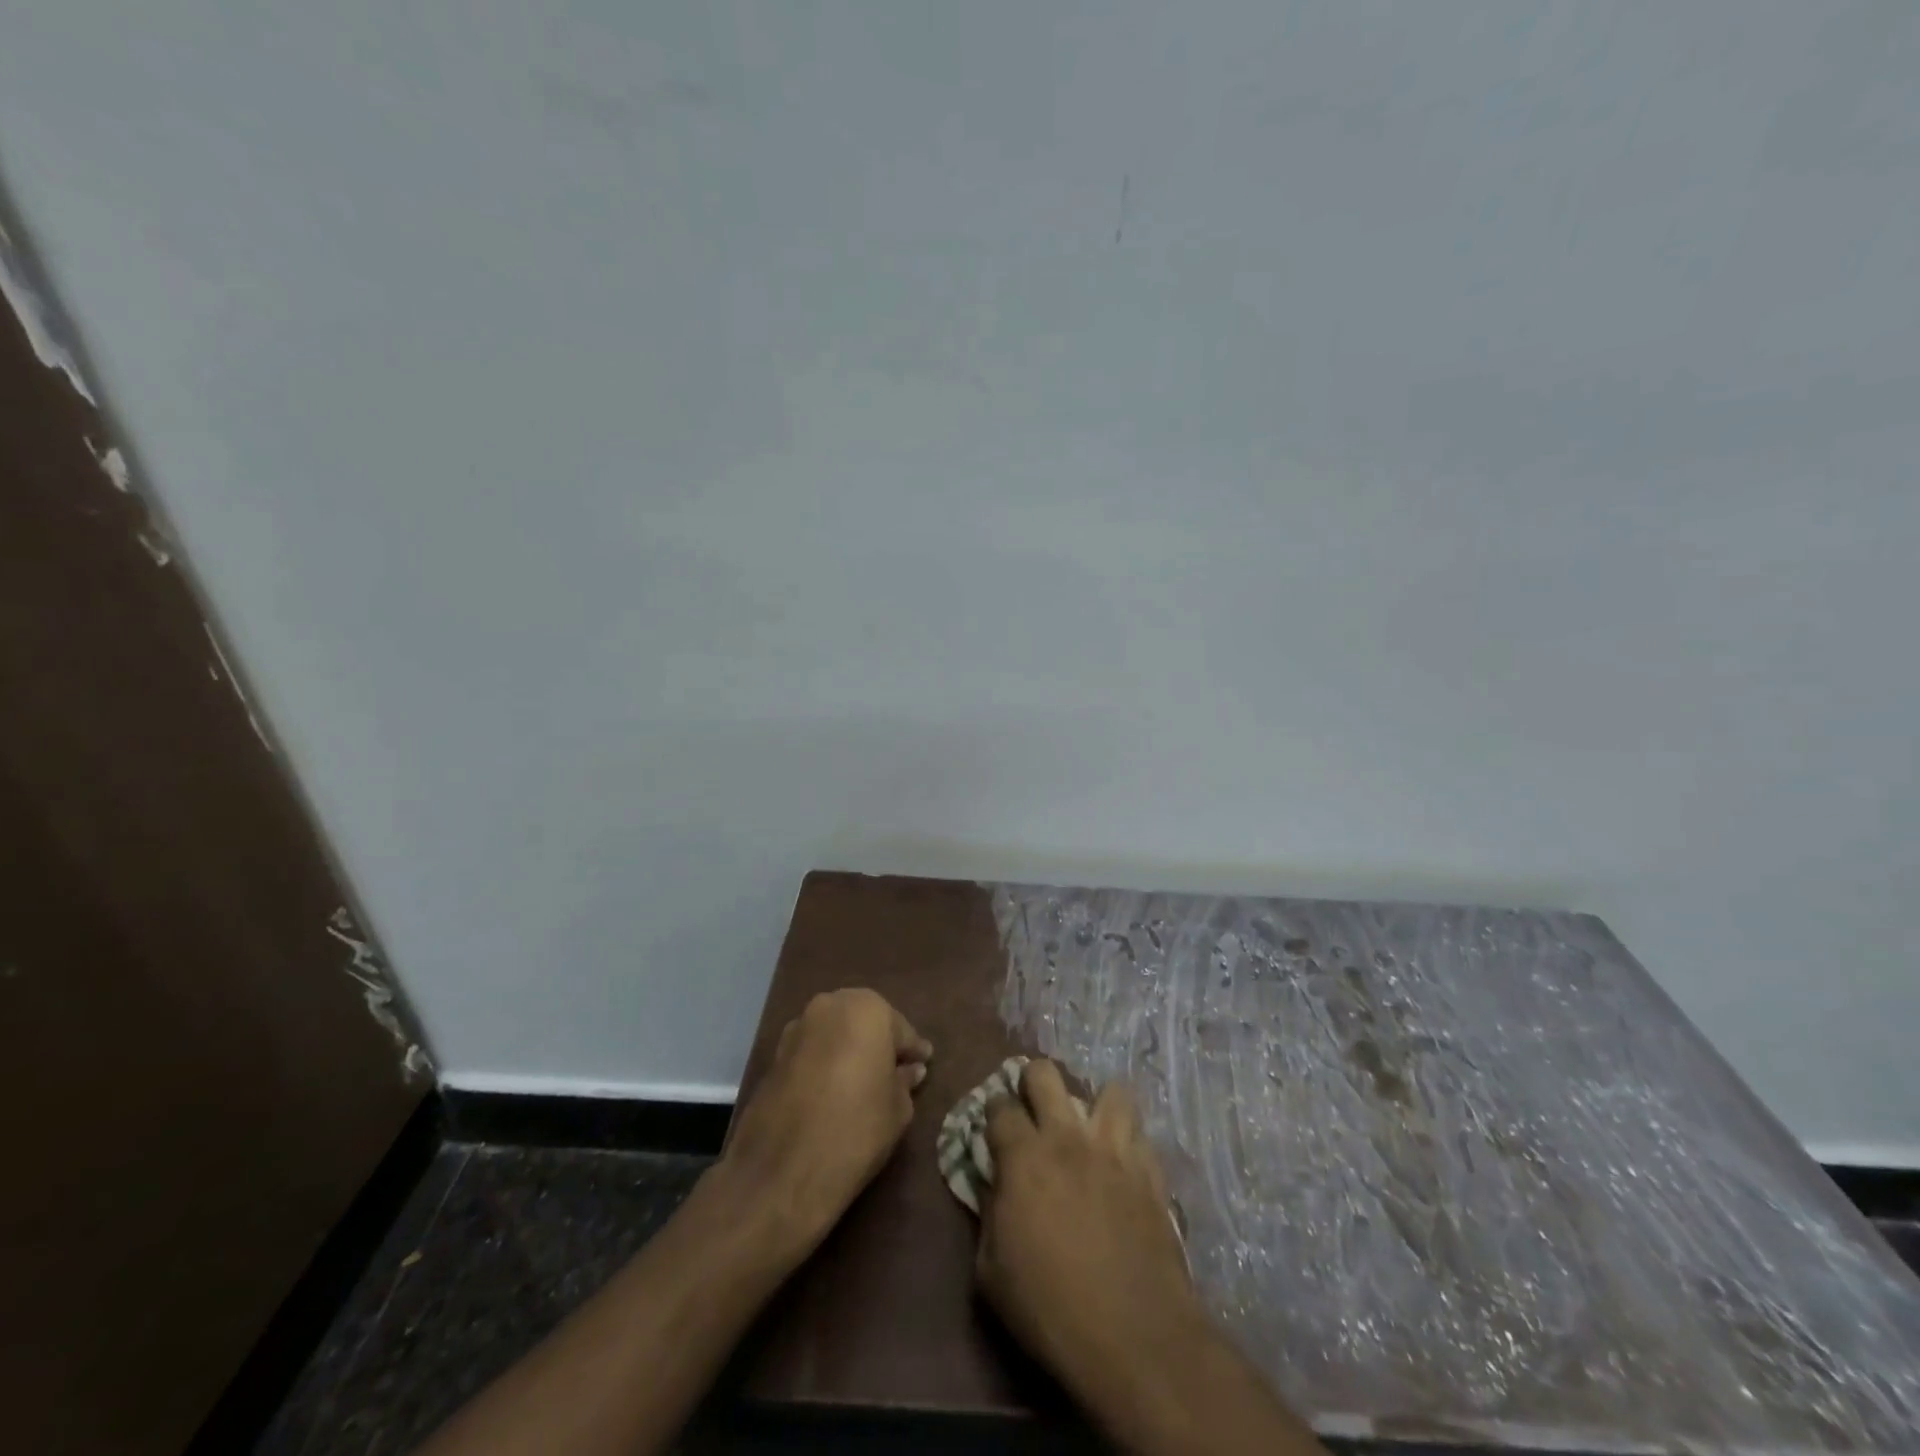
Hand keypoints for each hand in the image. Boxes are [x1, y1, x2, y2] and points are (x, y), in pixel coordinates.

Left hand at [719, 988, 932, 1249]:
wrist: (784, 1170)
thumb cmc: (857, 1129)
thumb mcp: (898, 1109)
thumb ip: (905, 1081)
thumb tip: (909, 1070)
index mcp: (867, 1009)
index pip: (900, 1029)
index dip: (913, 1051)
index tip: (924, 1063)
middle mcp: (830, 1005)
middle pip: (864, 1021)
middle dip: (879, 1042)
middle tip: (894, 1069)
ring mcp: (798, 1027)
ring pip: (835, 1032)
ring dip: (849, 1048)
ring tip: (862, 1080)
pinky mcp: (775, 1054)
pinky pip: (812, 1050)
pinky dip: (825, 1061)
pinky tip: (834, 1088)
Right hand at [978, 1062, 1316, 1455]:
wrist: (1134, 1337)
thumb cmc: (1050, 1309)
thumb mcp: (991, 1272)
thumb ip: (988, 1215)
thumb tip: (992, 1186)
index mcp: (1024, 1157)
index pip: (999, 1106)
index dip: (992, 1112)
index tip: (993, 1129)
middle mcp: (1067, 1137)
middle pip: (1045, 1073)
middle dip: (1032, 1082)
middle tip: (1033, 1111)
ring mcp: (1114, 1149)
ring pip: (1109, 1090)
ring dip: (1095, 1104)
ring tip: (1089, 1129)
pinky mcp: (1150, 1171)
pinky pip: (1141, 1134)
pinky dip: (1129, 1141)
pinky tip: (1123, 1163)